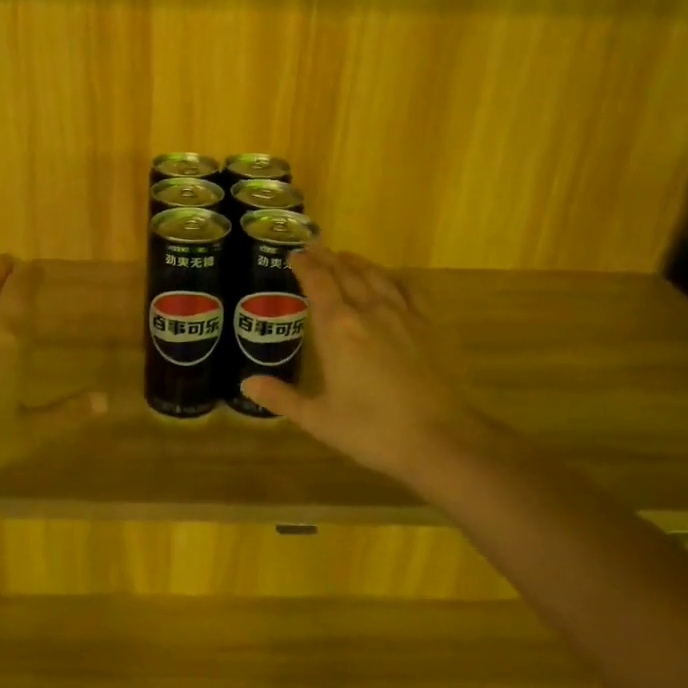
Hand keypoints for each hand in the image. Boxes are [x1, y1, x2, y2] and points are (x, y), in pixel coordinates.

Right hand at [241, 246, 495, 490]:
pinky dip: (393, 278)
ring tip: (345, 257)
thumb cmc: (371, 430)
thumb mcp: (317, 419)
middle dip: (327, 258)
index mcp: (336, 328)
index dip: (304, 265)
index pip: (317, 282)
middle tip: (314, 249)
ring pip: (376, 276)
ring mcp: (403, 316)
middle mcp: (368, 311)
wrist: (440, 439)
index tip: (294, 255)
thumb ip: (281, 397)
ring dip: (357, 263)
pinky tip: (391, 279)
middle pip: (345, 273)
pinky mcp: (429, 326)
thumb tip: (247, 383)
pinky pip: (409, 289)